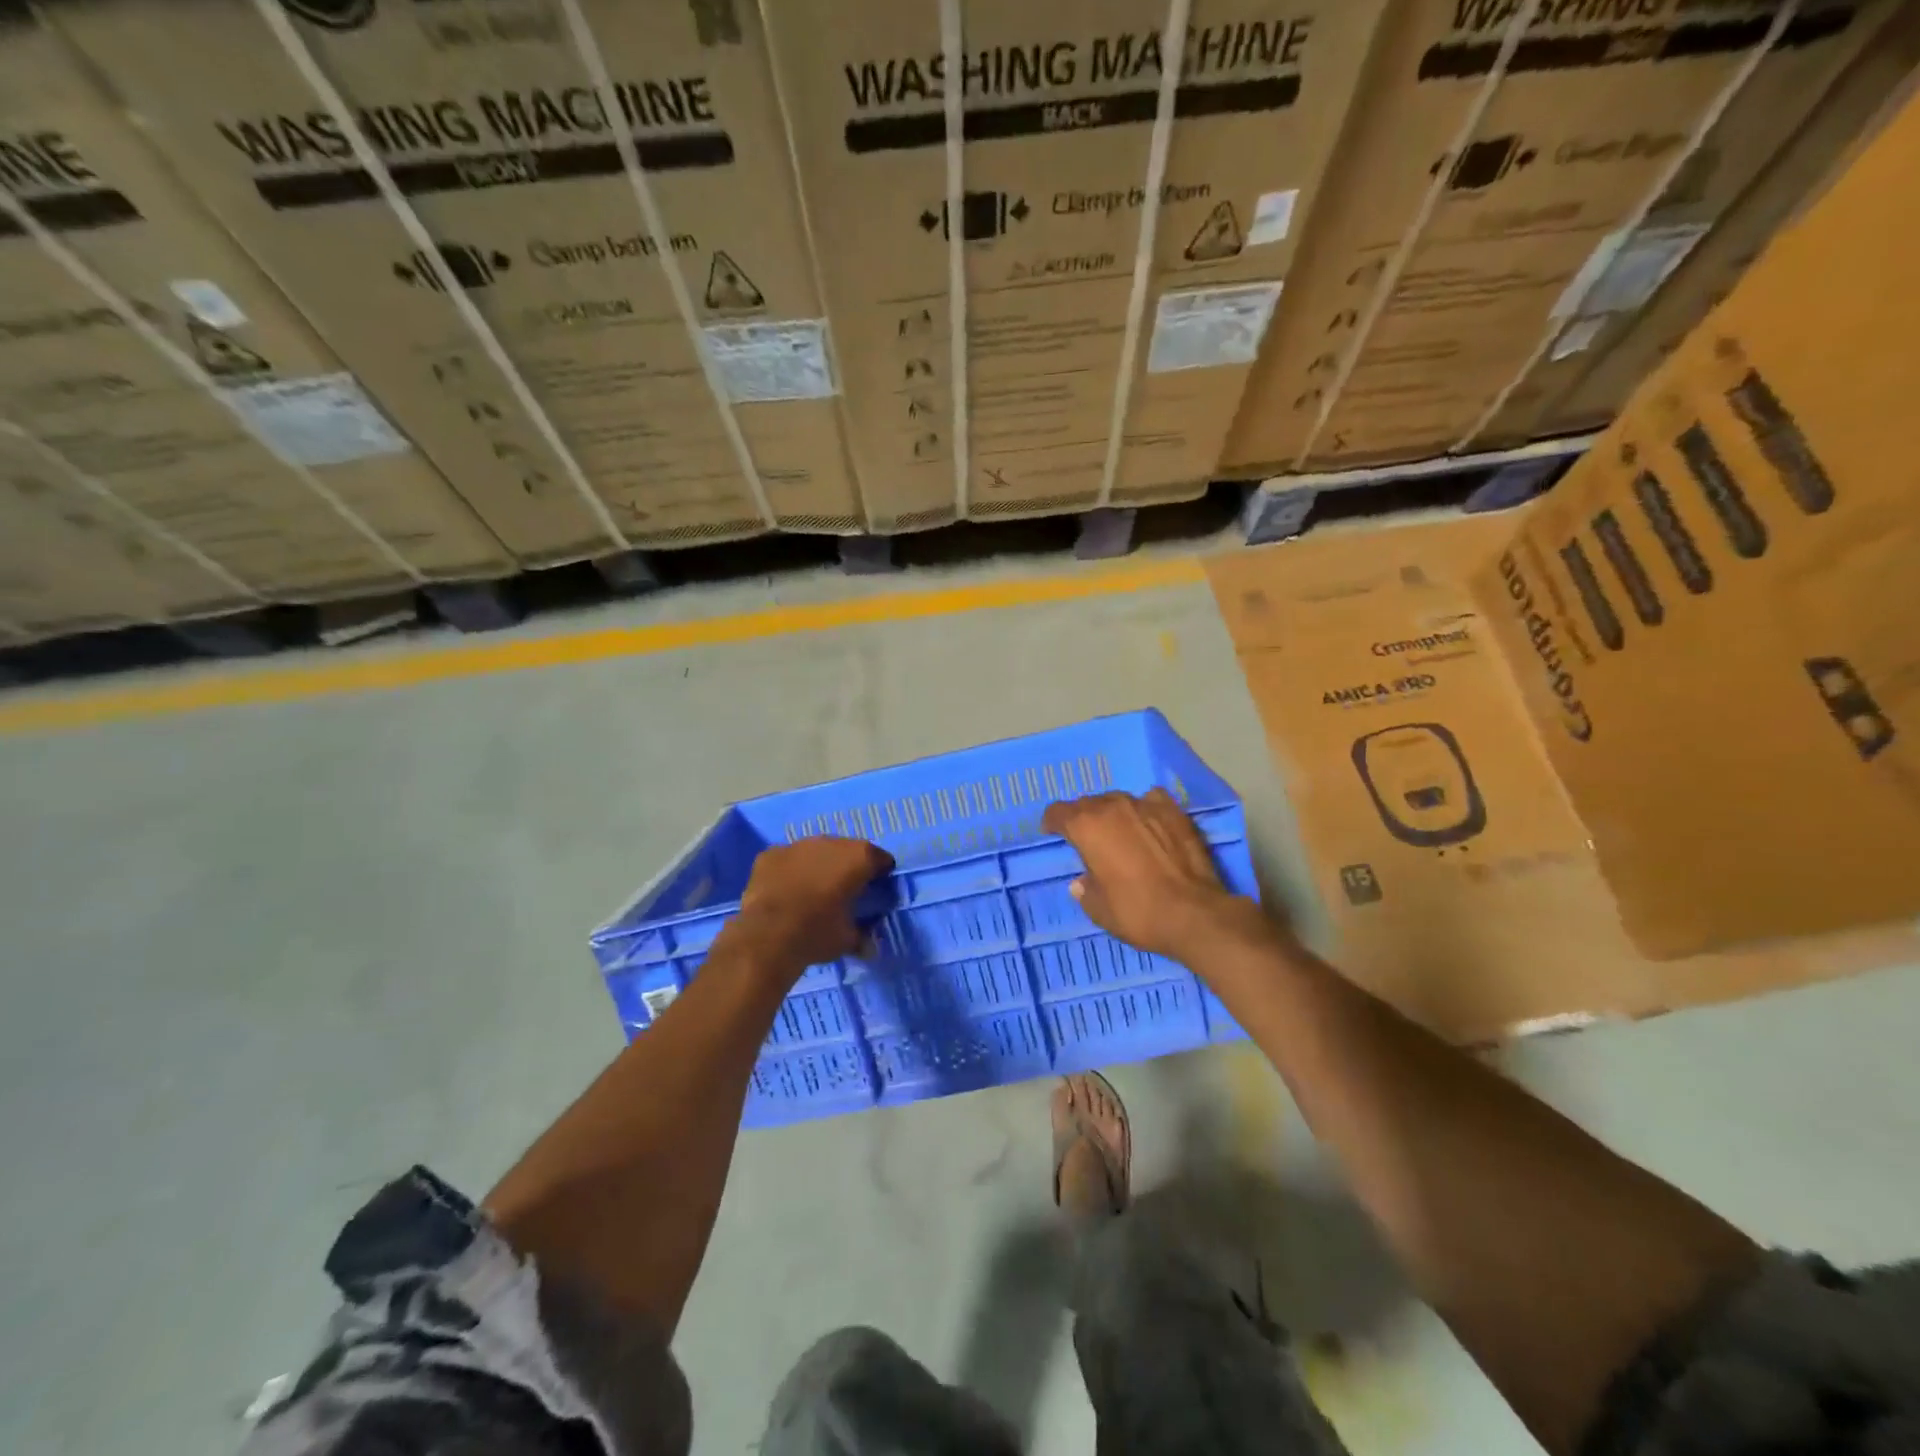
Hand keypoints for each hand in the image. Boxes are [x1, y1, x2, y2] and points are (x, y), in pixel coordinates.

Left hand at [732, 837, 893, 970]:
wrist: (766, 935)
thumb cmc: (817, 933)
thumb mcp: (847, 940)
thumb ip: (862, 937)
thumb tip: (869, 947)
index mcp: (858, 858)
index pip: (880, 859)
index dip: (880, 874)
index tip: (876, 889)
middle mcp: (830, 842)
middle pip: (847, 850)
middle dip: (848, 867)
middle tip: (844, 891)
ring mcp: (797, 845)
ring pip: (816, 851)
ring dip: (818, 866)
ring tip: (813, 891)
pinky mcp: (771, 854)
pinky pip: (788, 859)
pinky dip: (790, 871)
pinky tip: (786, 891)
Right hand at [1041, 789, 1258, 960]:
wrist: (1194, 913)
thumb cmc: (1138, 912)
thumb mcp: (1099, 910)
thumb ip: (1085, 891)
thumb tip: (1081, 882)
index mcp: (1086, 827)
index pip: (1058, 812)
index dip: (1053, 822)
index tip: (1054, 833)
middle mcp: (1113, 807)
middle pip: (1088, 803)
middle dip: (1083, 818)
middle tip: (1089, 840)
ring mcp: (1146, 805)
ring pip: (1119, 799)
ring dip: (1113, 813)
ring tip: (1120, 832)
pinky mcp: (1175, 812)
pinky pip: (1151, 800)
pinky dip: (1145, 809)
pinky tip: (1150, 824)